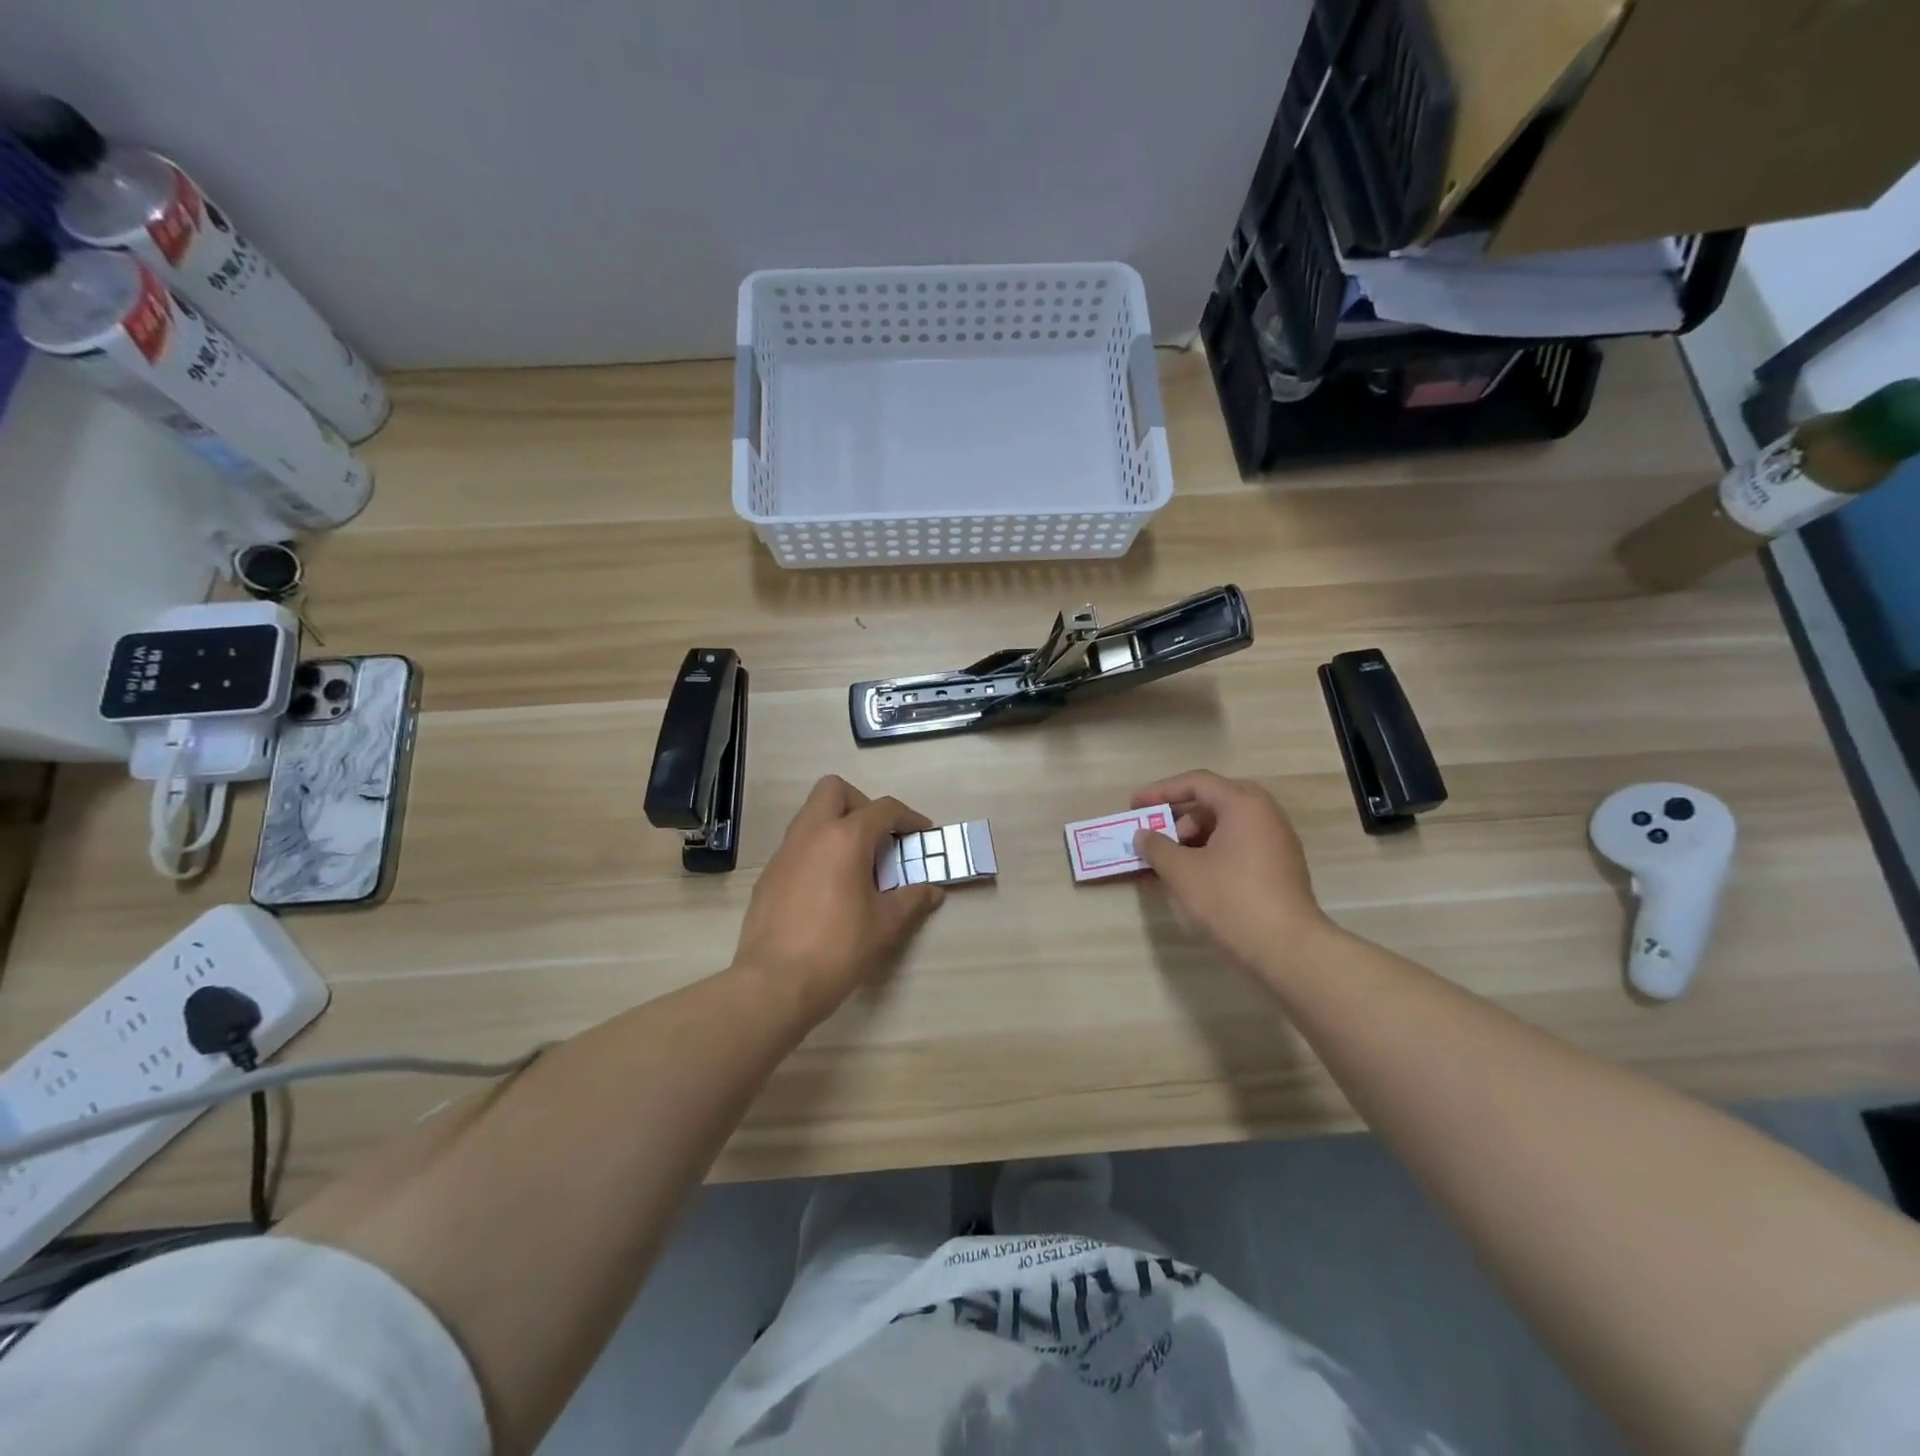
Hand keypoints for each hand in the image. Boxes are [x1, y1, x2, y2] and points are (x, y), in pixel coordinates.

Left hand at [731, 776, 945, 1021]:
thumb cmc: (838, 949)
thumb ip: (911, 900)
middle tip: (877, 837)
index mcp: (845, 838)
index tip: (921, 833)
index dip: (908, 817)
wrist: (774, 984)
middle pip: (834, 790)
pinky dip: (817, 850)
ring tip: (856, 864)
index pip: (883, 809)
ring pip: (811, 814)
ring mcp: (784, 852)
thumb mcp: (885, 925)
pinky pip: (797, 845)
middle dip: (861, 803)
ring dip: (836, 825)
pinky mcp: (768, 875)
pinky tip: (828, 887)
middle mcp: (811, 833)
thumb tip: (931, 891)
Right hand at [1131, 770, 1335, 982]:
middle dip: (1179, 817)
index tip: (1134, 806)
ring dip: (1195, 838)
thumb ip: (1157, 847)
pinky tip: (1195, 878)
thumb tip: (1144, 835)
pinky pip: (1240, 846)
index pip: (1196, 783)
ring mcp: (1278, 842)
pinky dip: (1213, 853)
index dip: (1160, 791)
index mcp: (1244, 805)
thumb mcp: (1182, 872)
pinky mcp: (1281, 868)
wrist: (1288, 951)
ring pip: (1227, 826)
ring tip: (1172, 864)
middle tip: (1157, 835)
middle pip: (1213, 802)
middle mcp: (1266, 815)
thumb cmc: (1231, 900)